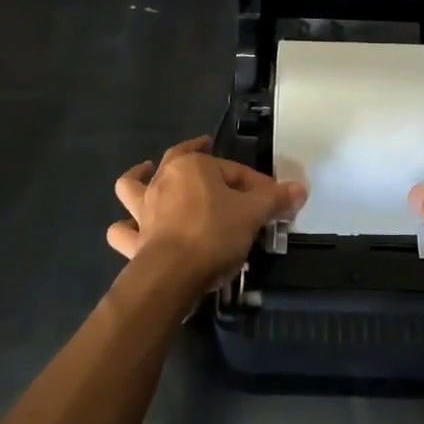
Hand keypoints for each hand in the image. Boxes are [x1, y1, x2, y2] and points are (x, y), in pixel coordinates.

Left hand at [107, 137, 305, 294]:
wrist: (172, 275)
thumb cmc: (214, 233)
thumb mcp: (253, 213)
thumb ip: (275, 199)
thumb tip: (301, 188)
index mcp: (192, 167)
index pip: (233, 170)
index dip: (256, 184)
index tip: (273, 200)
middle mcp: (162, 181)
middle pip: (180, 161)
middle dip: (194, 155)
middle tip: (204, 149)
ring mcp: (143, 210)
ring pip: (134, 186)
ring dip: (139, 179)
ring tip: (146, 172)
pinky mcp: (133, 240)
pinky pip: (123, 230)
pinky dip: (125, 228)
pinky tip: (131, 228)